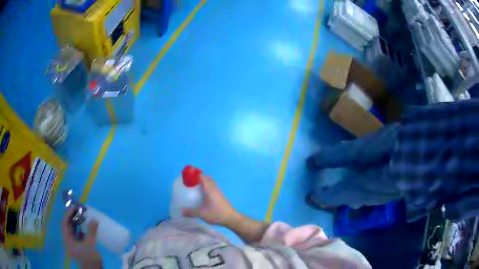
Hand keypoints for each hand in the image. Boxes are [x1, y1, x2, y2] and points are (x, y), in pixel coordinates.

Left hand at [62, 208, 101, 268]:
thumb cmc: (90, 259)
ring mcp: (73, 245)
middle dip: (73, 217)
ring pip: (73, 231)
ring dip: (77, 223)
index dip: (69, 213)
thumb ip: (91, 231)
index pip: (65, 223)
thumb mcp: (91, 245)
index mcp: (67, 239)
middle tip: (80, 210)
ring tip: (83, 216)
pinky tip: (86, 227)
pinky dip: (81, 230)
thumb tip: (94, 219)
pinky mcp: (79, 248)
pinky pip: (78, 236)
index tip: (76, 207)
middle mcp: (68, 240)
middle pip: (68, 226)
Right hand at [183, 175, 236, 225]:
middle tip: (190, 183)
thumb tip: (181, 212)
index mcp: (209, 188)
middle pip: (206, 178)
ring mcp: (218, 192)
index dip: (194, 174)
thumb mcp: (201, 213)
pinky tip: (203, 196)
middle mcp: (214, 188)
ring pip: (210, 183)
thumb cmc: (216, 213)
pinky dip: (207, 188)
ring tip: (195, 189)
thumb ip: (191, 212)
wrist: (231, 218)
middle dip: (198, 178)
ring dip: (204, 183)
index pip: (202, 176)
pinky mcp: (221, 196)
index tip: (187, 177)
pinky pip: (213, 188)